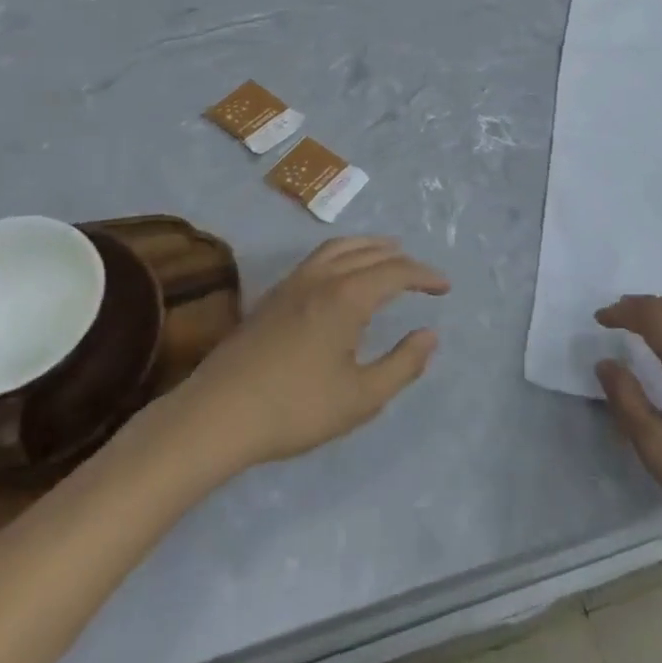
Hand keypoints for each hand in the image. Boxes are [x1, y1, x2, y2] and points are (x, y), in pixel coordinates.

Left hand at [176, 237, 448, 469]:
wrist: (217, 415)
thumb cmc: (295, 408)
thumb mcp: (361, 397)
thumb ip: (402, 364)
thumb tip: (430, 335)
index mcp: (347, 297)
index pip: (395, 272)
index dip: (424, 276)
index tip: (444, 287)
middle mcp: (321, 278)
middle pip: (368, 253)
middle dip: (400, 258)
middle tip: (422, 273)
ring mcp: (292, 284)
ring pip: (338, 248)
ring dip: (369, 247)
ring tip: (387, 253)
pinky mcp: (272, 297)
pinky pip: (317, 258)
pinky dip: (343, 254)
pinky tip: (341, 274)